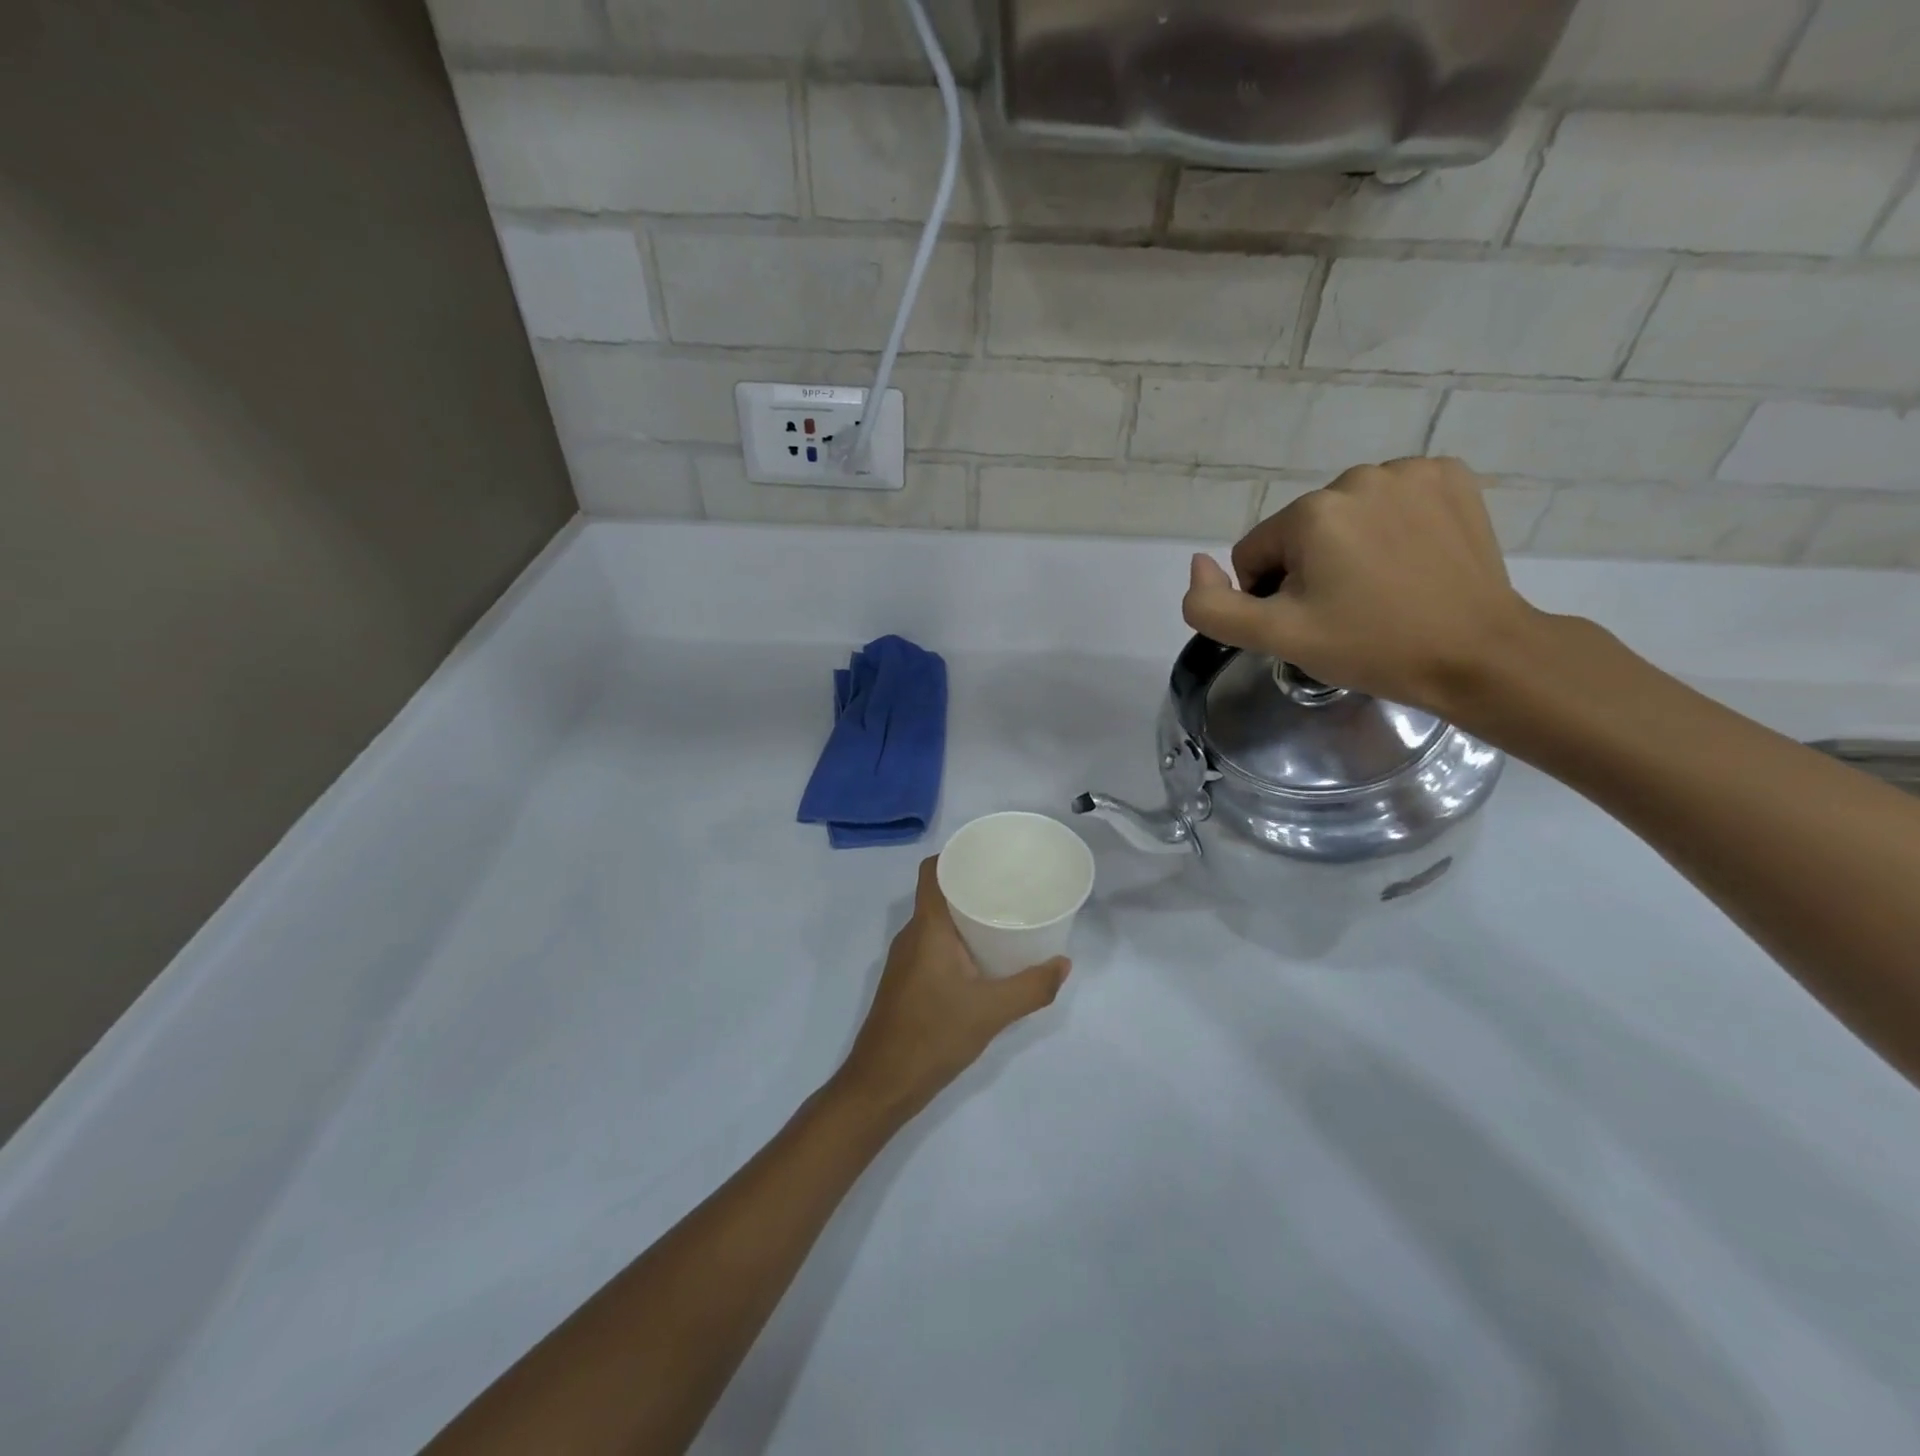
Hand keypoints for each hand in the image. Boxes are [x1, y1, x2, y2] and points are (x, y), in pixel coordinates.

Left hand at [835, 857, 1068, 1121]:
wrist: (882, 1084)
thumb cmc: (933, 1035)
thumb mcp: (992, 1012)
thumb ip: (1032, 987)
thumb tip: (1064, 964)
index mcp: (927, 927)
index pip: (932, 871)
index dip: (956, 855)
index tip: (990, 855)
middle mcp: (911, 935)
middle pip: (938, 893)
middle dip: (972, 885)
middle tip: (1011, 886)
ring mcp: (905, 960)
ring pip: (936, 922)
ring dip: (965, 915)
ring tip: (1004, 917)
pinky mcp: (906, 982)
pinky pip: (933, 944)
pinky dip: (957, 940)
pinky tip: (983, 958)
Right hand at [1181, 457, 1539, 714]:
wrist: (1479, 655)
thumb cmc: (1372, 647)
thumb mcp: (1277, 638)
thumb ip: (1213, 607)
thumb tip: (1198, 564)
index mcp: (1311, 512)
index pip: (1255, 553)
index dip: (1272, 595)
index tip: (1311, 621)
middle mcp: (1357, 476)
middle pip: (1300, 532)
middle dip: (1311, 568)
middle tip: (1347, 610)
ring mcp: (1411, 472)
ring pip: (1345, 515)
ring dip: (1350, 547)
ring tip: (1383, 588)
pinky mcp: (1451, 477)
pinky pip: (1393, 499)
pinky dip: (1393, 525)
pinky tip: (1412, 559)